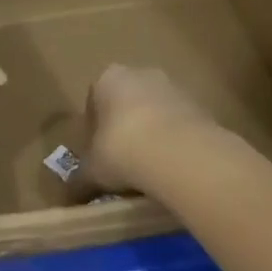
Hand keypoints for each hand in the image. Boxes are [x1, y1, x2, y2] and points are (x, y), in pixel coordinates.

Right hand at [80, 64, 220, 193]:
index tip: (96, 153)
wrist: (180, 155)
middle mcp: (143, 74)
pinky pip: (180, 127)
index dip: (93, 129)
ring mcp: (177, 89)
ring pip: (156, 114)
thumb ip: (79, 180)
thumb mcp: (91, 172)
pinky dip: (174, 144)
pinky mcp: (203, 108)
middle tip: (120, 161)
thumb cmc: (121, 151)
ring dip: (151, 136)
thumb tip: (68, 195)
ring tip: (147, 169)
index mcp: (109, 79)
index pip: (94, 100)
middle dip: (124, 128)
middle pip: (128, 103)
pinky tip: (170, 168)